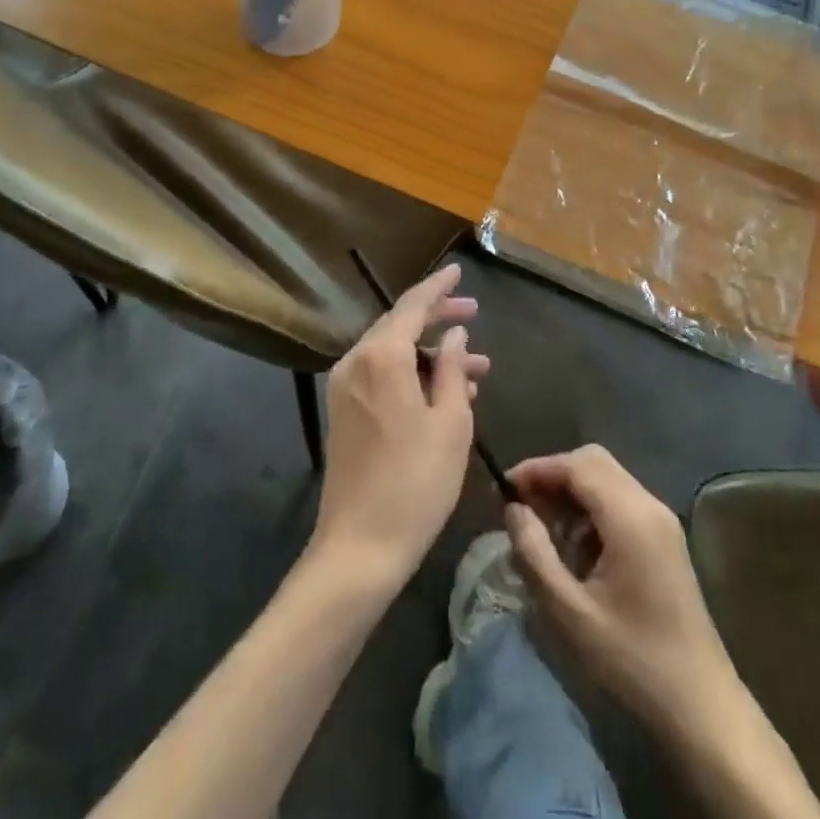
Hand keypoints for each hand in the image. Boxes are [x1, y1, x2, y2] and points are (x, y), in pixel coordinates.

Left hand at [310, 264, 488, 587]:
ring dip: (430, 353)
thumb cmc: (415, 482)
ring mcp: (345, 386)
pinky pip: (382, 374)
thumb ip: (452, 368)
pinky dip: (412, 373)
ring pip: (393, 352)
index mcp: (382, 356)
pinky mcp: (344, 410)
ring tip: (475, 366)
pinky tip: (446, 391)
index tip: (458, 271)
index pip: (412, 305)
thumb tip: (454, 334)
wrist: (360, 547)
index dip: (438, 287)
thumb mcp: (450, 423)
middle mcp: (356, 361)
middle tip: (474, 312)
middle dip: (438, 317)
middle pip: (399, 324)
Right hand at [505, 445, 740, 735]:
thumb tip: (512, 509)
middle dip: (553, 477)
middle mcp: (649, 504)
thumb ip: (534, 553)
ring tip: (544, 534)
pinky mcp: (665, 538)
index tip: (502, 490)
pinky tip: (576, 551)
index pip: (575, 465)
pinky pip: (620, 501)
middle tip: (522, 509)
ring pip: (606, 479)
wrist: (700, 705)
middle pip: (593, 462)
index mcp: (629, 515)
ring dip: (571, 494)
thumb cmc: (632, 658)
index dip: (536, 469)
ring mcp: (661, 520)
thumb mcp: (569, 612)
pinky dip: (591, 510)